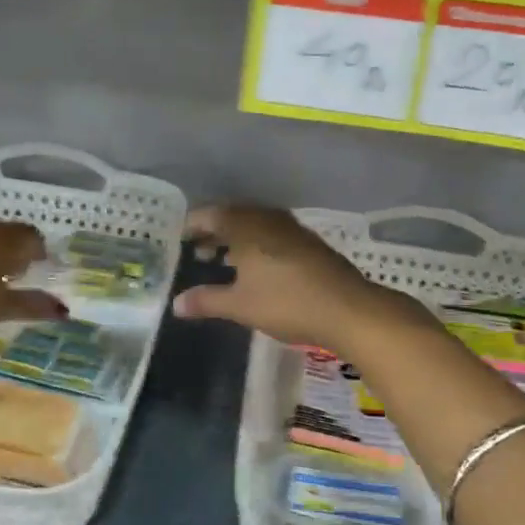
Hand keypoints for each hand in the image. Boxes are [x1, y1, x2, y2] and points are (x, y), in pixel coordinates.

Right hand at [171, 204, 424, 355]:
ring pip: (255, 225)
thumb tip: (176, 303)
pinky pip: (273, 234)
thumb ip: (207, 301)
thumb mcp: (240, 305)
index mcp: (246, 226)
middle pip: (233, 216)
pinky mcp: (309, 243)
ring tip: (222, 259)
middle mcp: (267, 219)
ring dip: (236, 238)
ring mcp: (292, 229)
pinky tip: (257, 267)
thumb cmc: (286, 303)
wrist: (348, 309)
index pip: (210, 215)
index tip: (178, 238)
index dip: (192, 225)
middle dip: (213, 231)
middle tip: (197, 250)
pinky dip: (257, 244)